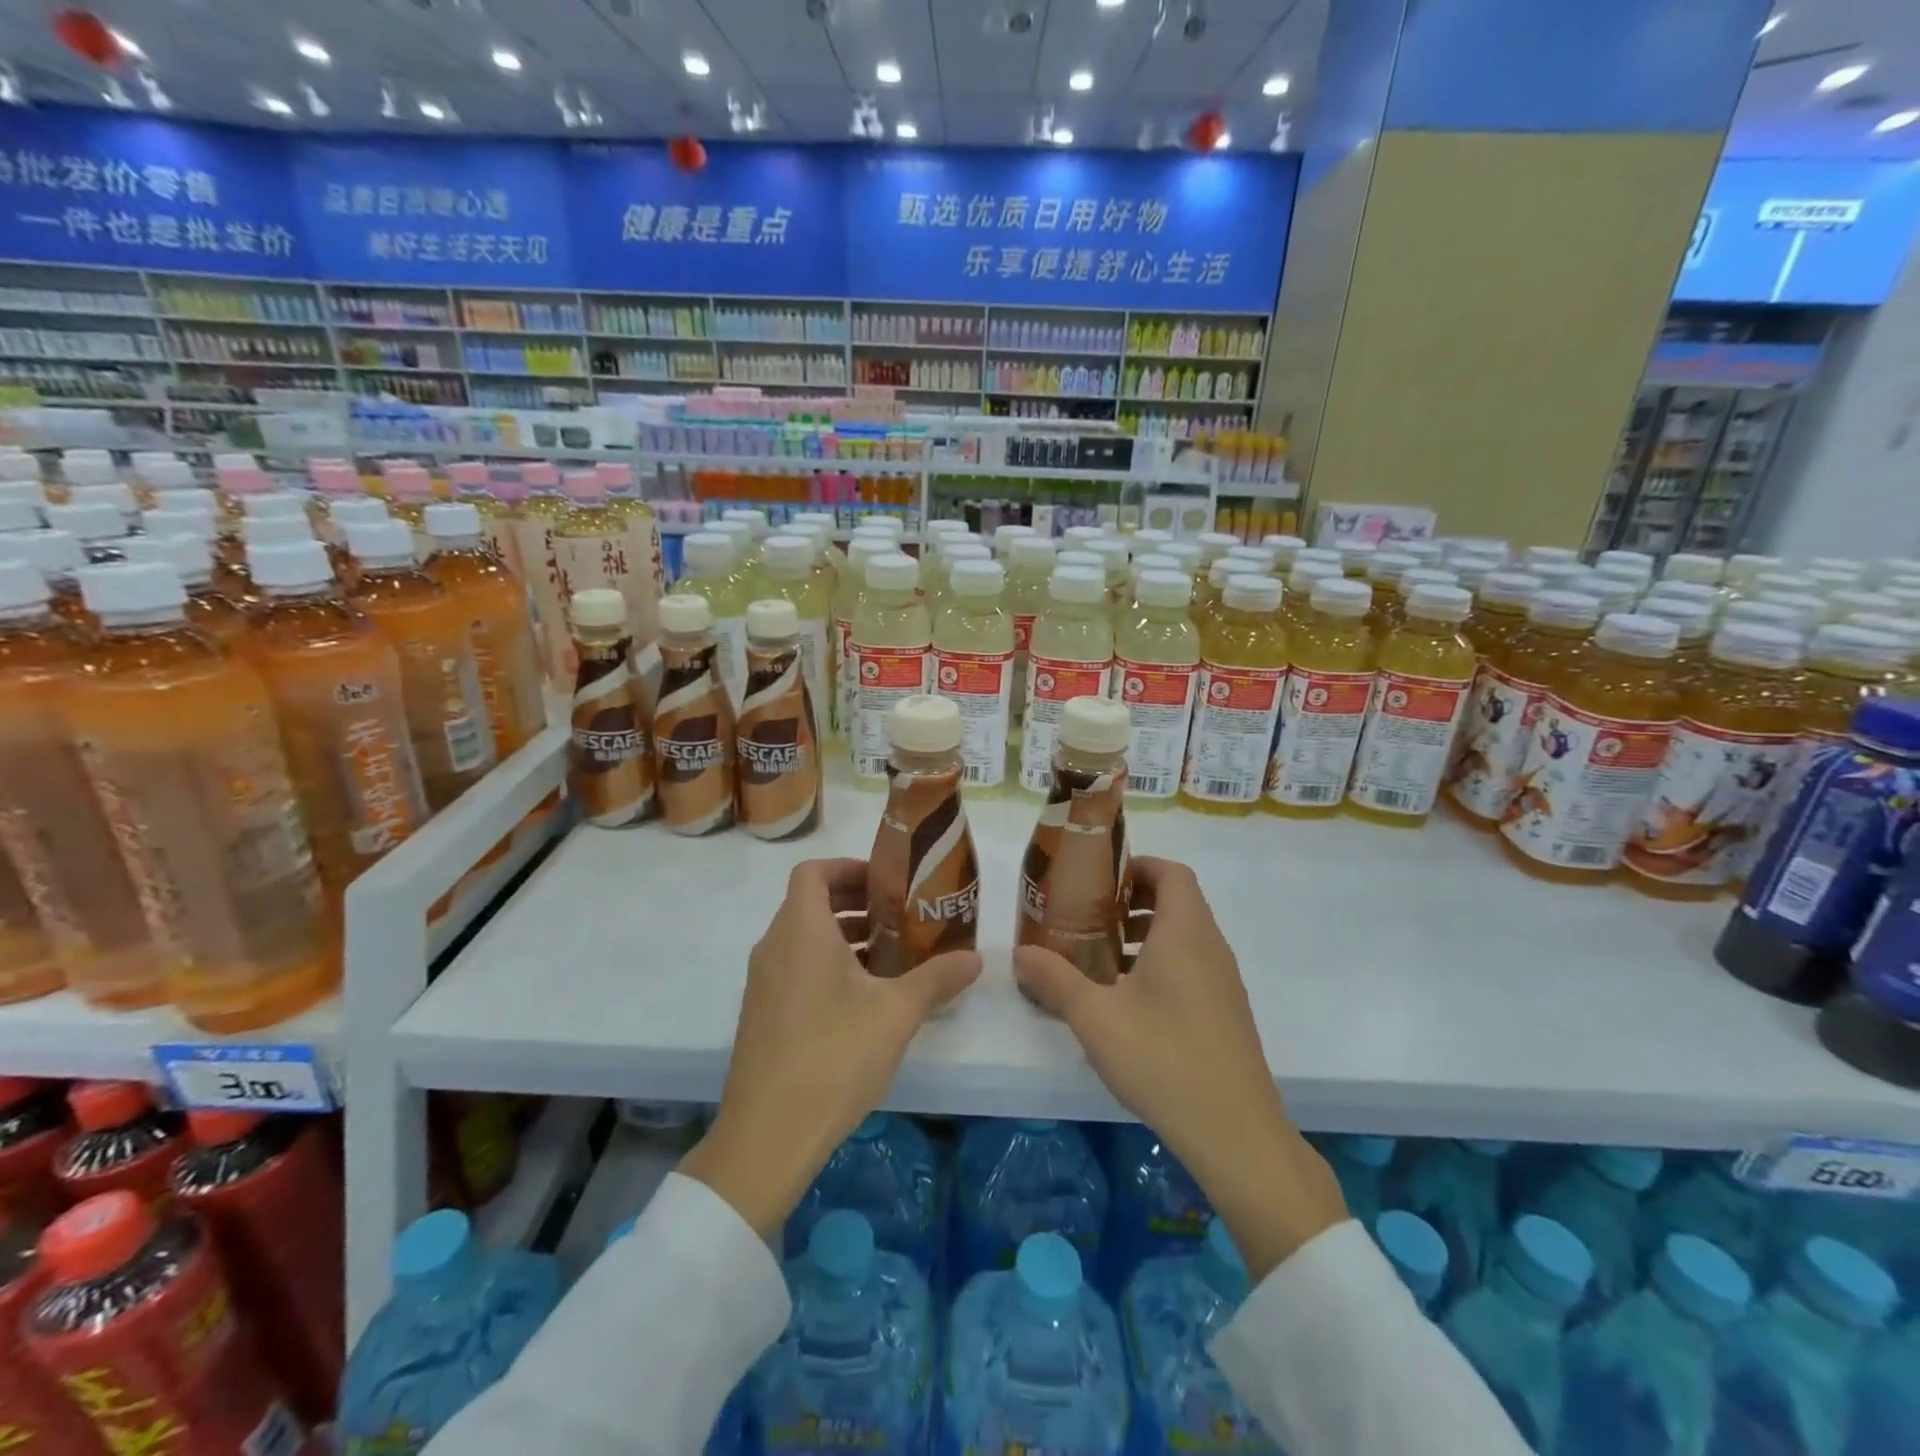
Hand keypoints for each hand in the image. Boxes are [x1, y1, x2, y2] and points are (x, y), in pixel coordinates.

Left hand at [680, 858, 981, 1240]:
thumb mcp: (896, 1013)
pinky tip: (865, 999)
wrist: (767, 1136)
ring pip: (804, 938)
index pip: (813, 872)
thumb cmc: (833, 1056)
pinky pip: (796, 968)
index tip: (887, 882)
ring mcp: (763, 982)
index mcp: (801, 931)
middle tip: (901, 916)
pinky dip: (828, 965)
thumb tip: (976, 958)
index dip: (848, 867)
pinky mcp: (762, 1014)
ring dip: (844, 936)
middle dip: (856, 903)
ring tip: (892, 955)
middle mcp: (775, 947)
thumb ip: (937, 978)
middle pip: (811, 903)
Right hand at [1013, 856, 1345, 1279]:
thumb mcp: (1095, 1016)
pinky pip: (1193, 967)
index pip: (1172, 872)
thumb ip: (1055, 979)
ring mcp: (1224, 982)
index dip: (1137, 866)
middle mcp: (1211, 947)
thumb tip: (1020, 953)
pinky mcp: (1227, 1013)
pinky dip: (1161, 965)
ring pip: (1185, 937)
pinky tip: (1128, 1003)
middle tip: (1090, 918)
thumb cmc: (1163, 1058)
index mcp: (1185, 932)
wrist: (1235, 1133)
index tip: (1099, 881)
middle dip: (1132, 902)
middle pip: (1177, 902)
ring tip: (1102, 959)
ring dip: (1145, 935)